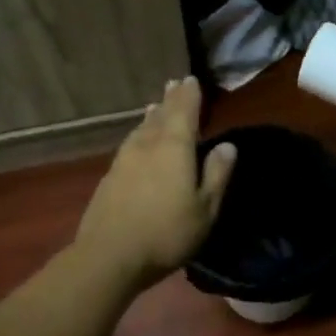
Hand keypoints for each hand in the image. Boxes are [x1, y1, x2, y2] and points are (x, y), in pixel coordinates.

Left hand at [75, 78, 236, 288]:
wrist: (109, 256)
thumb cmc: (167, 232)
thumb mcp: (205, 208)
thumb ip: (217, 174)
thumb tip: (227, 145)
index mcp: (174, 148)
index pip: (184, 112)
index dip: (189, 95)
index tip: (191, 79)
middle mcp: (148, 145)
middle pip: (160, 115)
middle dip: (169, 100)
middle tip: (173, 84)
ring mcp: (124, 160)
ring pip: (142, 129)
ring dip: (152, 116)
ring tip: (156, 107)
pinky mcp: (110, 177)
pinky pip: (130, 144)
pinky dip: (139, 134)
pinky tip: (138, 142)